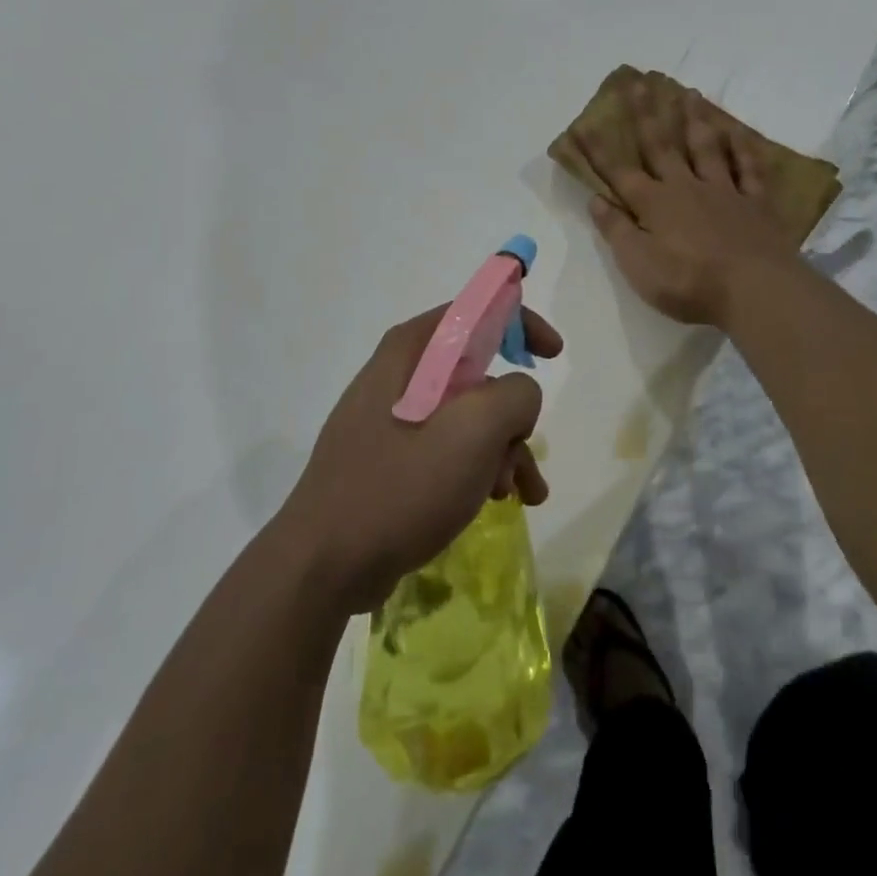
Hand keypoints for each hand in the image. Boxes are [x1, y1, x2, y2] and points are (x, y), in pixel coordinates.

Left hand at [277, 305, 561, 613]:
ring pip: (466, 417)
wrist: (324, 565)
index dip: (519, 322)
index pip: (473, 310)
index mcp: (410, 352)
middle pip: (476, 373)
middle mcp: (398, 376)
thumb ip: (514, 396)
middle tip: (522, 454)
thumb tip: (517, 397)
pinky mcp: (387, 459)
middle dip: (512, 414)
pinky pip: (445, 449)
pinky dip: (476, 469)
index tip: (553, 354)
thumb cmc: (400, 487)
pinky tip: (493, 504)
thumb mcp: (473, 432)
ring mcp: (389, 420)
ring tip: (517, 495)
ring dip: (501, 450)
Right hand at [577, 78, 801, 326]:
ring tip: (689, 93)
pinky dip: (742, 148)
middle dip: (646, 115)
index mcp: (654, 204)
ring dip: (695, 120)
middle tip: (638, 82)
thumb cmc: (688, 282)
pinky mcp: (755, 202)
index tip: (581, 124)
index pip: (618, 172)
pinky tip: (738, 131)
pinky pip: (749, 168)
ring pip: (706, 148)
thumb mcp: (638, 264)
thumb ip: (616, 230)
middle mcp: (686, 187)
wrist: (754, 289)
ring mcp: (724, 191)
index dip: (597, 150)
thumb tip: (595, 200)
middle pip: (661, 146)